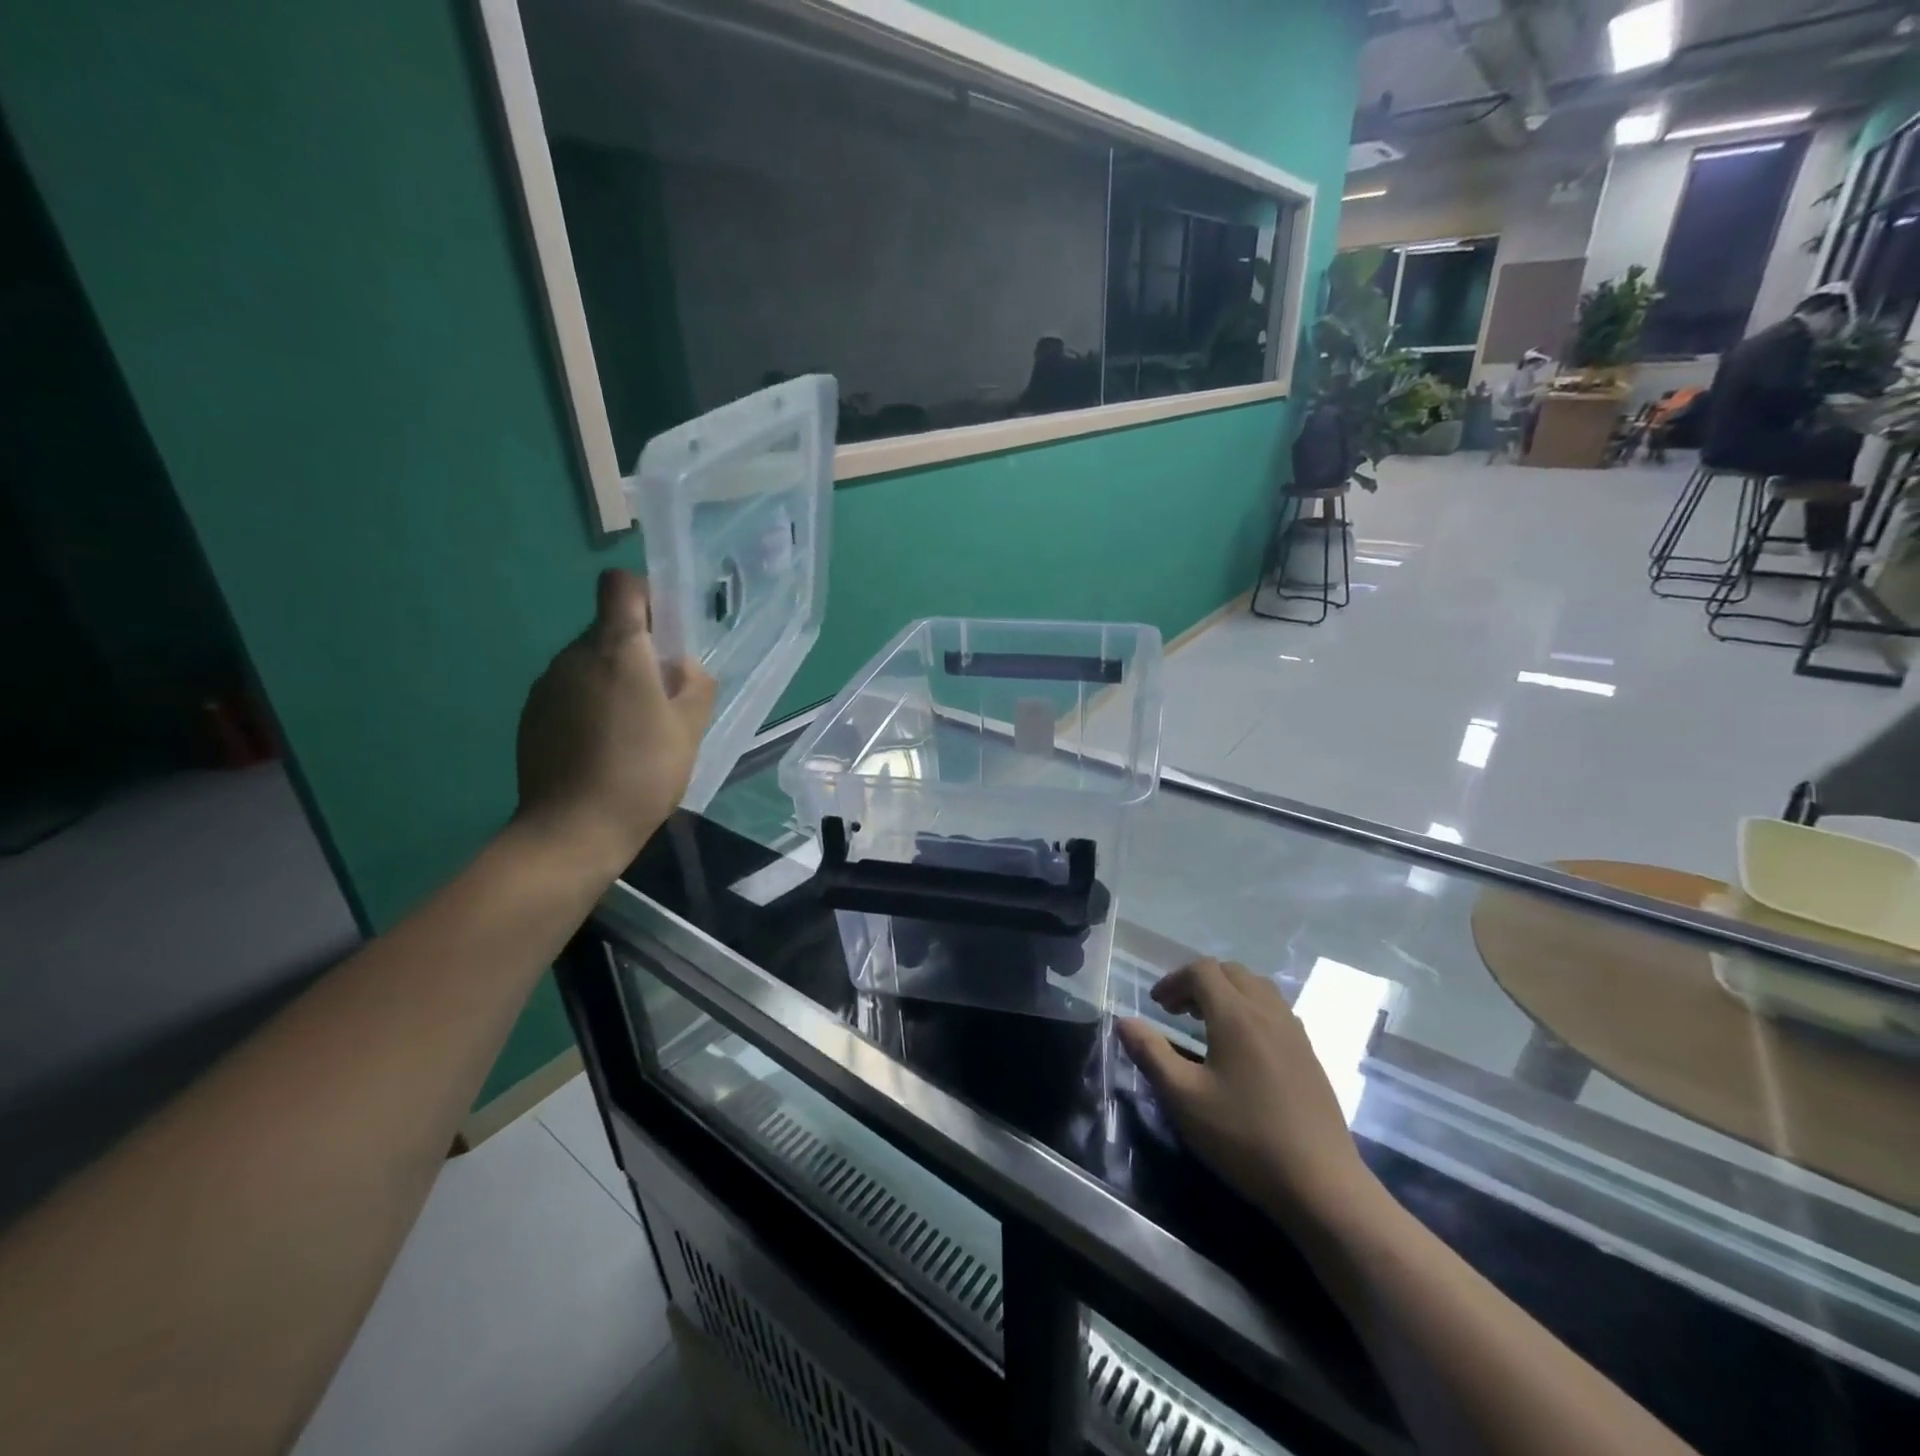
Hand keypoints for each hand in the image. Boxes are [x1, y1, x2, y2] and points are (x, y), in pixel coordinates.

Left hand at [515, 569, 715, 869]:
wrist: (573, 829)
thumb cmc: (643, 772)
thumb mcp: (691, 729)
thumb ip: (696, 685)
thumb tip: (682, 666)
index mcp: (616, 649)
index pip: (620, 586)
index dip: (645, 597)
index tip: (665, 632)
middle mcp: (573, 656)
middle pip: (607, 629)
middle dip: (636, 651)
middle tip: (661, 698)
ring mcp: (546, 686)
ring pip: (588, 664)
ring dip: (612, 681)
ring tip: (632, 731)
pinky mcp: (531, 716)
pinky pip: (568, 693)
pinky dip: (588, 706)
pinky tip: (602, 749)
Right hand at [1118, 959, 1378, 1227]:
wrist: (1322, 1185)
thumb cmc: (1244, 1137)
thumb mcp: (1183, 1098)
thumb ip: (1151, 1053)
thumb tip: (1124, 1021)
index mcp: (1236, 1015)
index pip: (1202, 971)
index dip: (1173, 981)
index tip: (1157, 1005)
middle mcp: (1268, 1011)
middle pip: (1231, 972)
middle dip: (1199, 982)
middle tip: (1178, 1012)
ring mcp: (1294, 1032)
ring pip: (1257, 988)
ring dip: (1227, 993)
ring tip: (1207, 1024)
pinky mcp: (1309, 1055)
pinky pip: (1275, 1010)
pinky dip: (1250, 1010)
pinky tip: (1242, 1048)